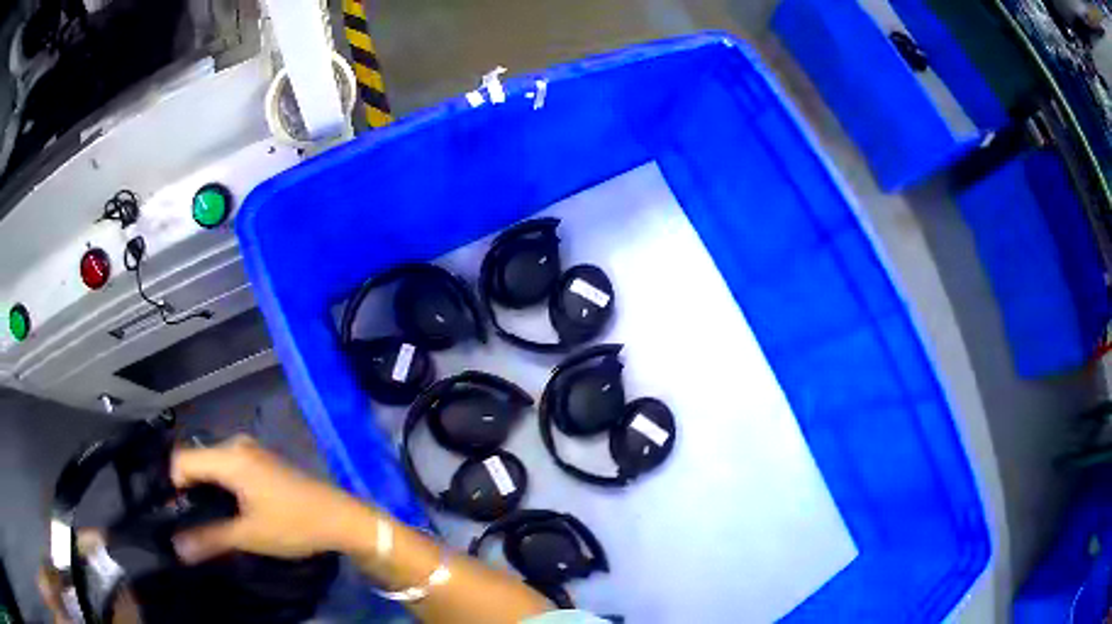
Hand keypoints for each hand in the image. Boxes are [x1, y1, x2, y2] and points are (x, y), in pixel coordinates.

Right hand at [171, 435, 371, 562]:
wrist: (341, 518)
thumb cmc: (294, 525)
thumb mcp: (249, 535)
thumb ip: (210, 538)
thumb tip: (177, 547)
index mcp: (230, 456)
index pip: (182, 461)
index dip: (172, 486)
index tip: (170, 513)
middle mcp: (236, 445)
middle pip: (196, 462)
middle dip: (187, 490)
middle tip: (183, 520)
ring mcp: (250, 451)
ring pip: (212, 466)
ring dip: (204, 490)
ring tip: (201, 519)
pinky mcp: (260, 462)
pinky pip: (228, 468)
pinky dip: (220, 487)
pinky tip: (224, 510)